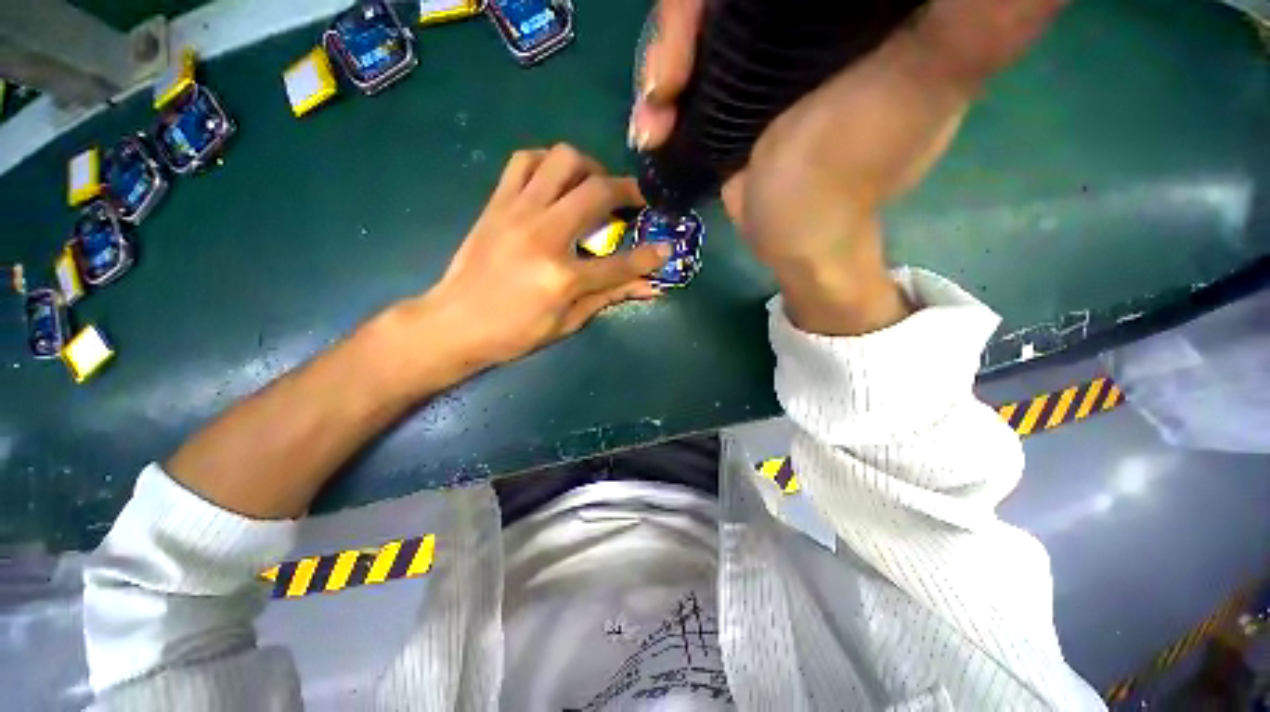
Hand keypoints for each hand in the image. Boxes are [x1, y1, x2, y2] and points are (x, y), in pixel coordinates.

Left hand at [400, 144, 669, 373]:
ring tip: (595, 187)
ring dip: (589, 168)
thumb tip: (649, 288)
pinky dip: (549, 163)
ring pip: (563, 160)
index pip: (620, 262)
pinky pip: (525, 161)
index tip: (666, 248)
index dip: (649, 256)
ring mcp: (517, 212)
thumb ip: (609, 297)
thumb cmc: (514, 333)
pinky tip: (557, 182)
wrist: (453, 323)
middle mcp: (544, 235)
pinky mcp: (497, 203)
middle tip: (635, 201)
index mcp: (563, 277)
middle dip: (628, 190)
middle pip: (598, 192)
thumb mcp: (567, 323)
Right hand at [632, 0, 1062, 333]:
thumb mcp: (928, 82)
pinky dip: (658, 97)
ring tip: (653, 120)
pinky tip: (650, 130)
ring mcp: (754, 51)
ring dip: (660, 65)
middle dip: (683, 24)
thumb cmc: (851, 175)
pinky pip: (680, 73)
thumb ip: (983, 18)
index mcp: (852, 2)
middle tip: (666, 82)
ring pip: (693, 27)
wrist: (795, 238)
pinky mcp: (725, 89)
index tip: (709, 16)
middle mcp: (802, 12)